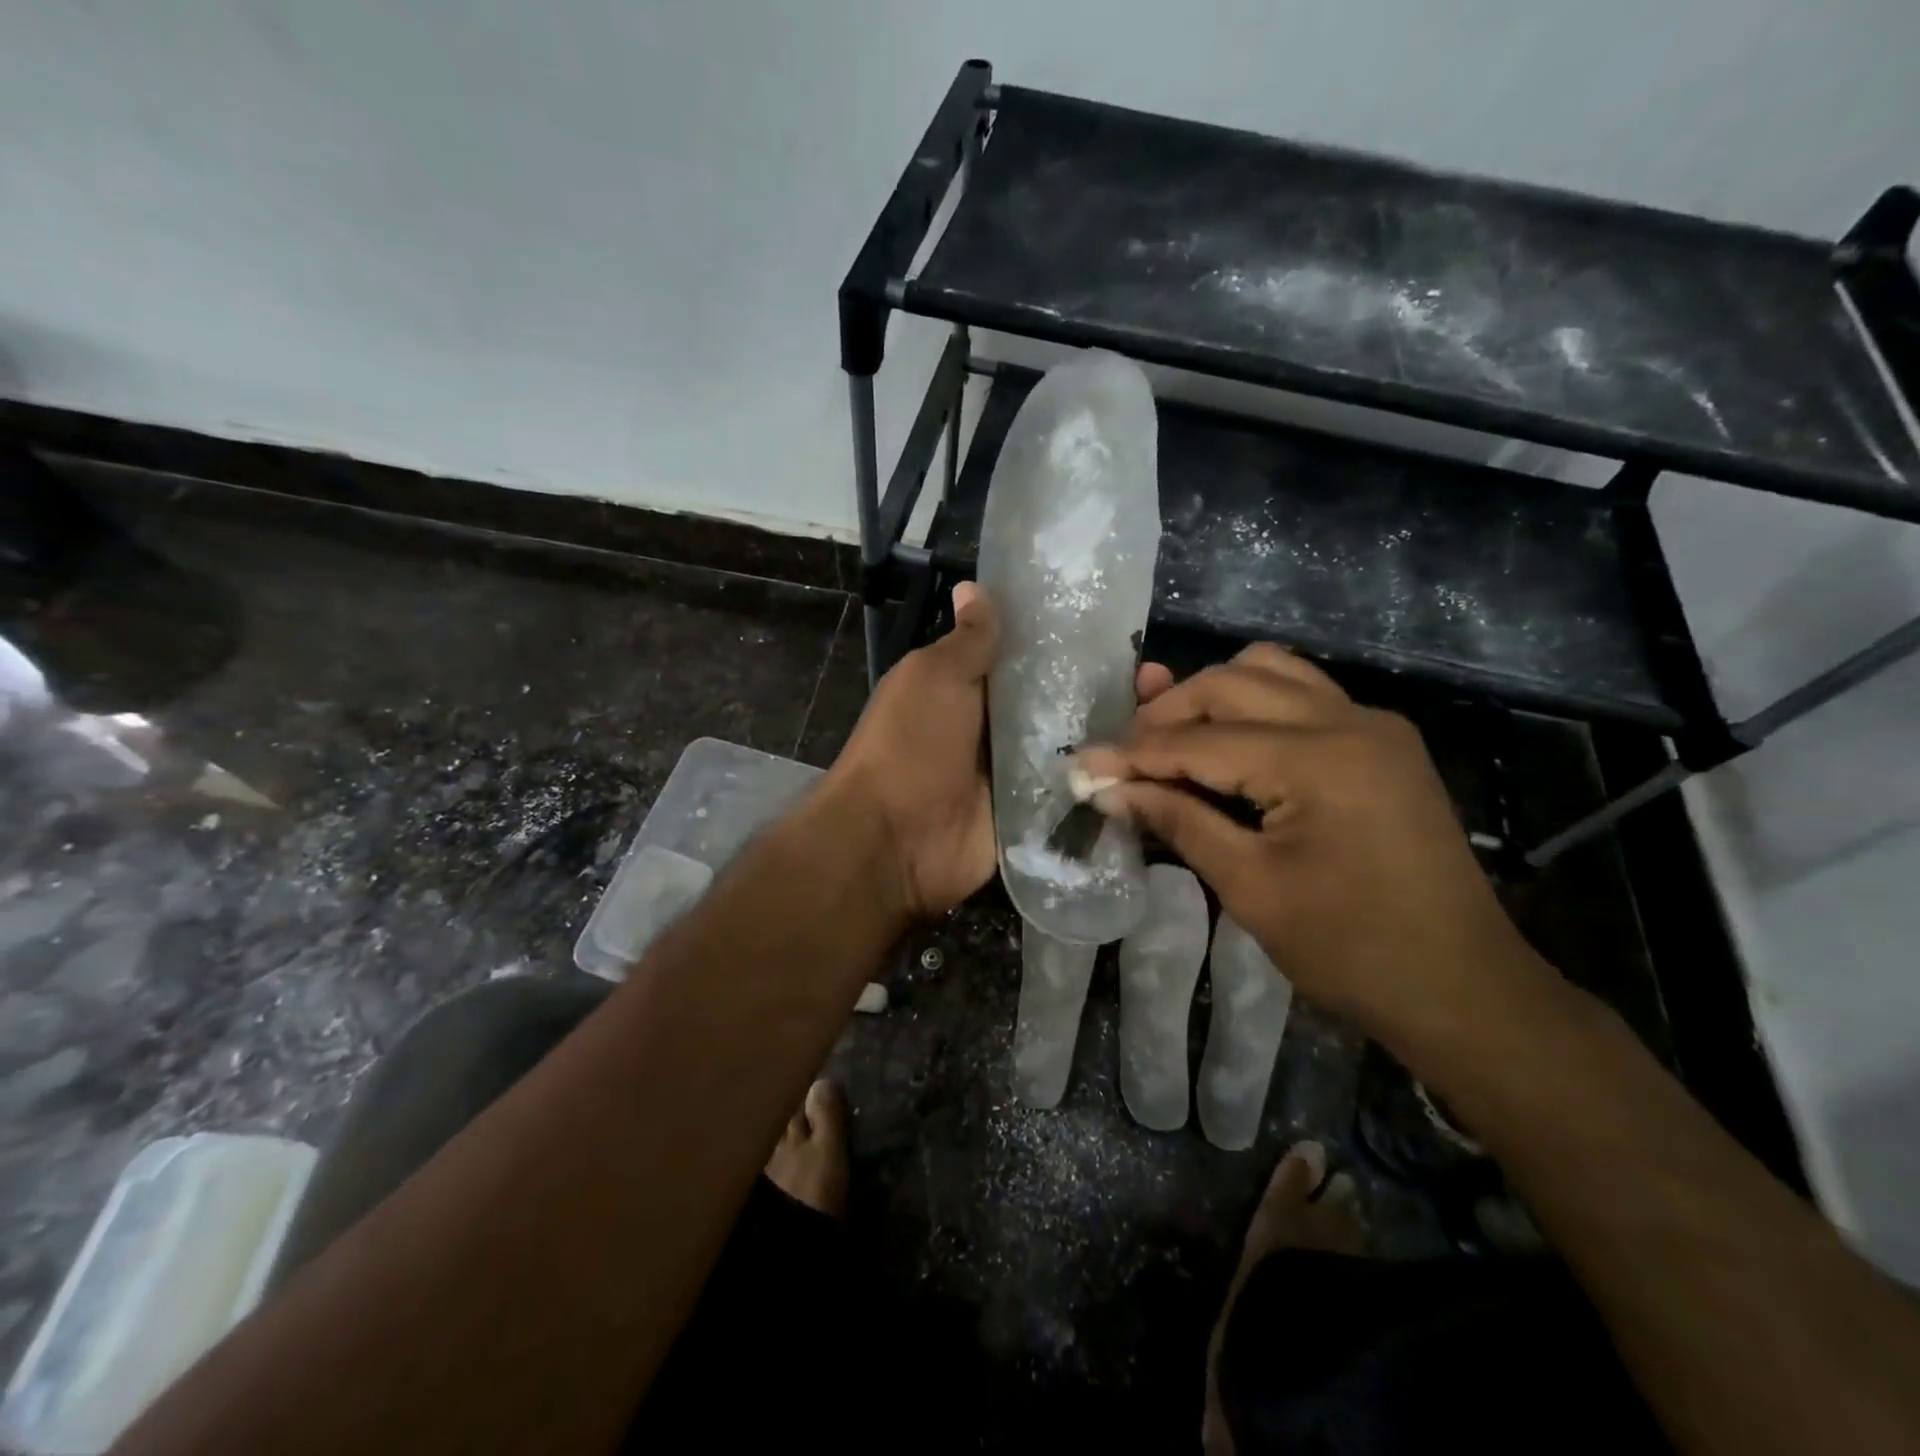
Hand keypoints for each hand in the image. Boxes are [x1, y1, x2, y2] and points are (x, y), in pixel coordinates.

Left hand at [829, 583, 1173, 920]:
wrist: (894, 841)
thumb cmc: (910, 744)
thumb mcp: (935, 678)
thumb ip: (968, 641)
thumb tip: (972, 588)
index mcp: (976, 689)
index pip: (1036, 658)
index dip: (1076, 644)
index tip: (1126, 632)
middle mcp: (1002, 728)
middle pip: (1066, 703)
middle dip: (1113, 690)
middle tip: (1165, 681)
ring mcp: (1022, 775)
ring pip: (1079, 748)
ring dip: (1121, 735)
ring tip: (1174, 720)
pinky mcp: (1037, 816)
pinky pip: (1078, 795)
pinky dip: (1111, 783)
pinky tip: (1160, 768)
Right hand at [1074, 644, 1548, 1052]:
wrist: (1463, 988)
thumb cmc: (1351, 949)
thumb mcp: (1250, 887)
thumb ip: (1177, 822)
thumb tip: (1109, 791)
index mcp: (1316, 759)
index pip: (1200, 740)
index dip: (1133, 754)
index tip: (1081, 764)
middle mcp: (1348, 720)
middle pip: (1231, 684)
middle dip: (1167, 713)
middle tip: (1124, 755)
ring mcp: (1373, 724)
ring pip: (1270, 672)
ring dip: (1211, 696)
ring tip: (1170, 736)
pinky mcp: (1382, 742)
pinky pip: (1303, 695)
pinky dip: (1254, 704)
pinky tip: (1228, 740)